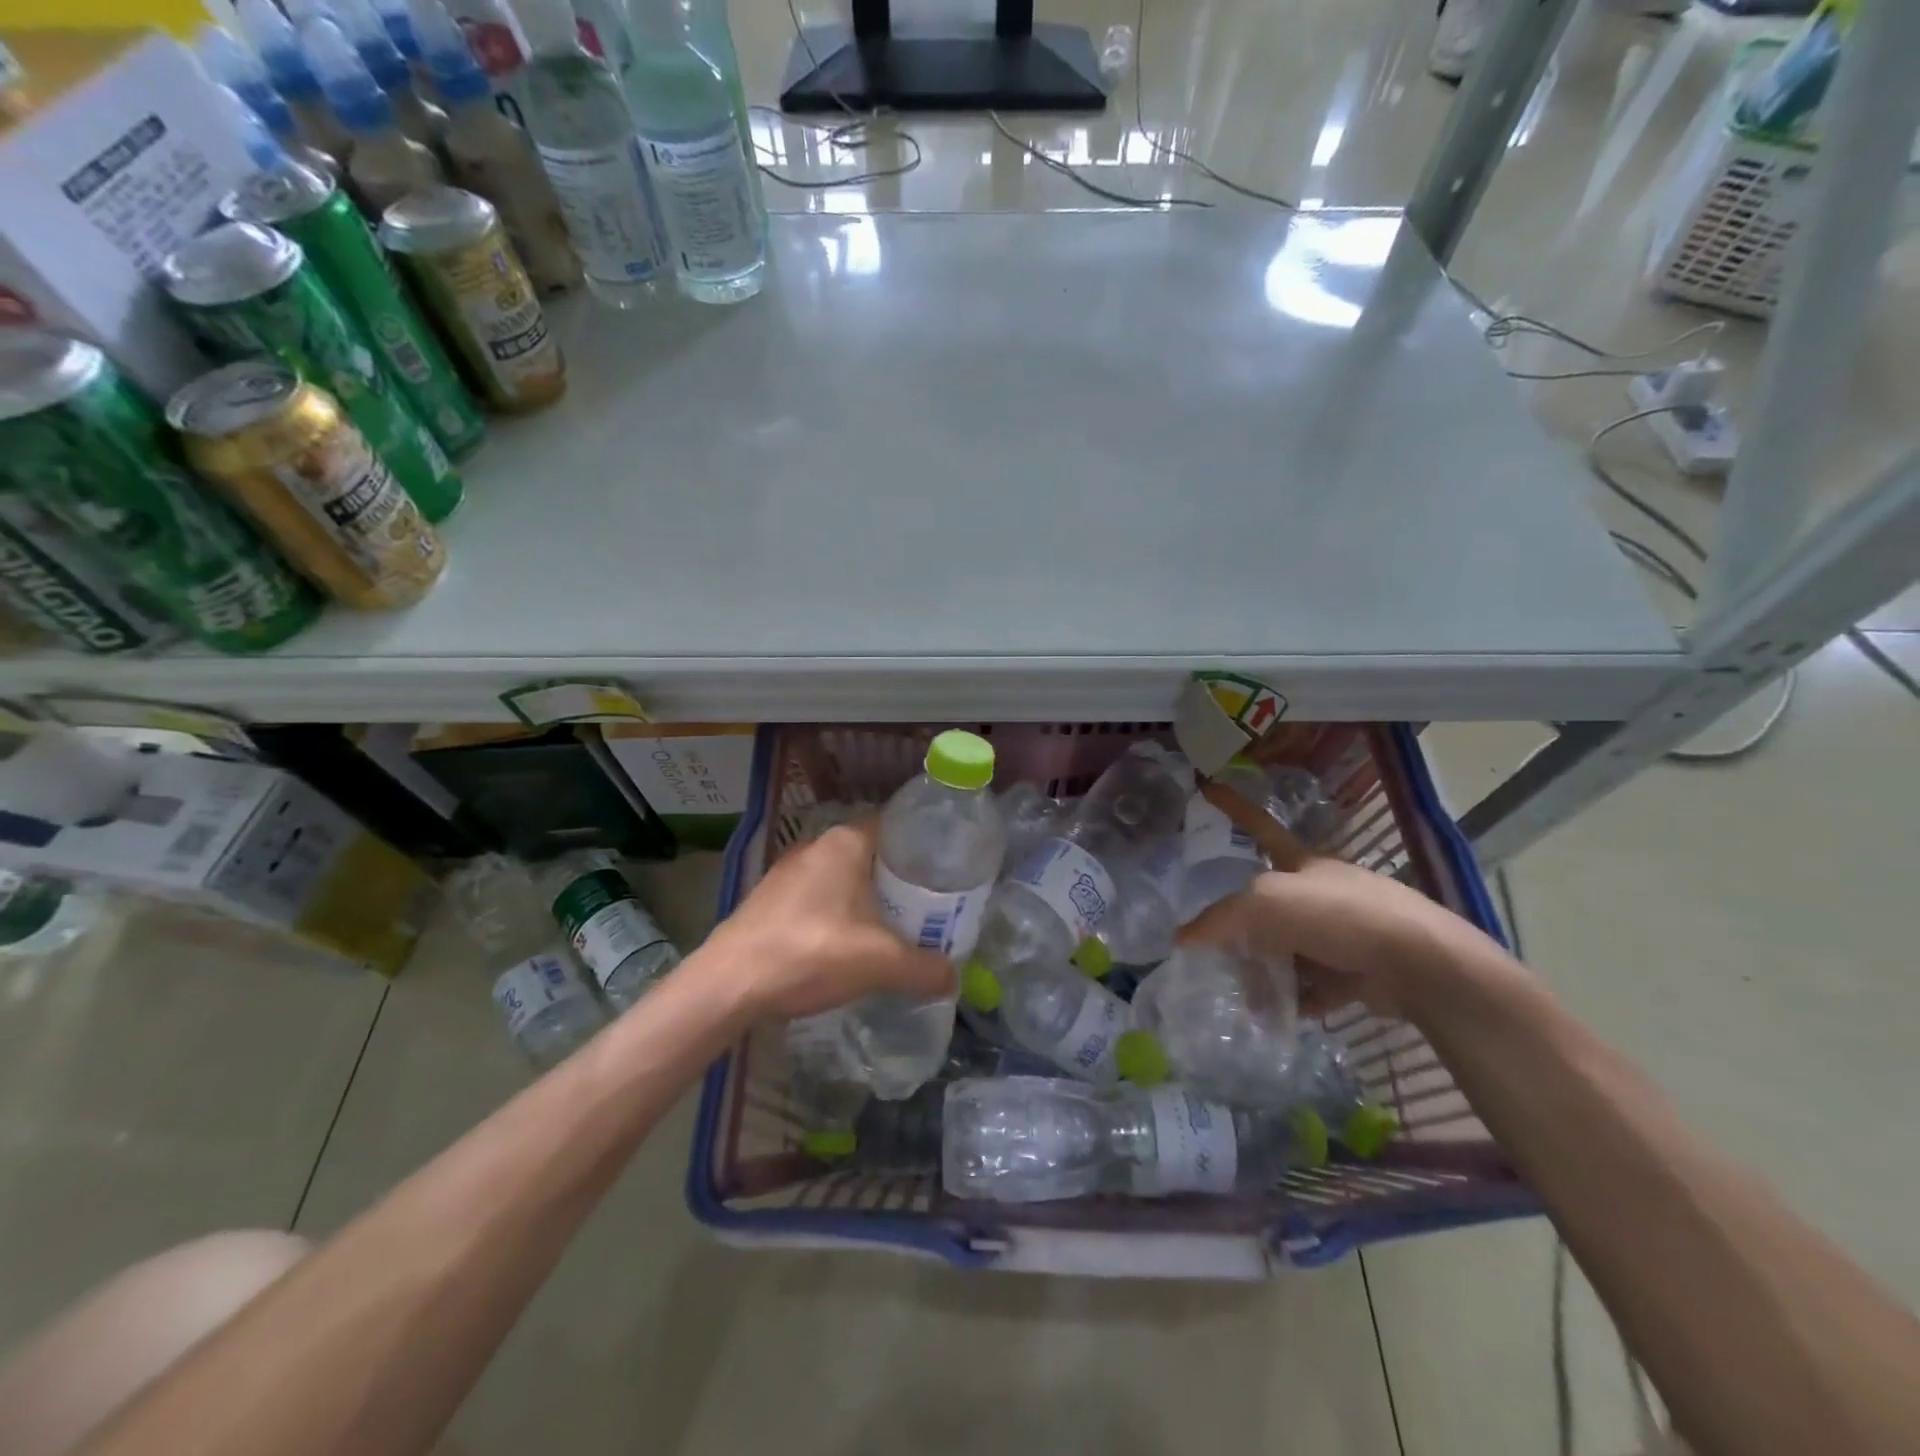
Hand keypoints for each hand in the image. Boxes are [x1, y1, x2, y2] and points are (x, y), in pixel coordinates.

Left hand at [700, 818, 952, 1020]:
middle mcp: (816, 845)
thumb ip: (926, 969)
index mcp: (846, 842)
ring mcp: (787, 871)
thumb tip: (955, 978)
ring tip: (892, 927)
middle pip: (871, 854)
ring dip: (865, 898)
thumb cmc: (812, 952)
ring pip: (842, 877)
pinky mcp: (768, 898)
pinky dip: (837, 912)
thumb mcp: (881, 963)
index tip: (945, 870)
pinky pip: (817, 896)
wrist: (729, 983)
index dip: (923, 846)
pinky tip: (845, 943)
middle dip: (898, 879)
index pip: (896, 827)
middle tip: (927, 907)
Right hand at [1177, 782, 1504, 1019]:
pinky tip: (1278, 1013)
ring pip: (1290, 947)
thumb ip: (1220, 919)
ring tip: (1241, 991)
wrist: (1418, 964)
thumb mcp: (1266, 904)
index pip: (1259, 826)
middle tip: (1214, 942)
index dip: (1233, 808)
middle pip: (1269, 901)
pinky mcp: (1359, 971)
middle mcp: (1321, 892)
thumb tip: (1182, 938)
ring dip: (1267, 968)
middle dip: (1243, 922)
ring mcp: (1342, 931)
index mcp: (1302, 863)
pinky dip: (1297, 998)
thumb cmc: (1338, 915)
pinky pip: (1315, 984)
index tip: (1209, 788)